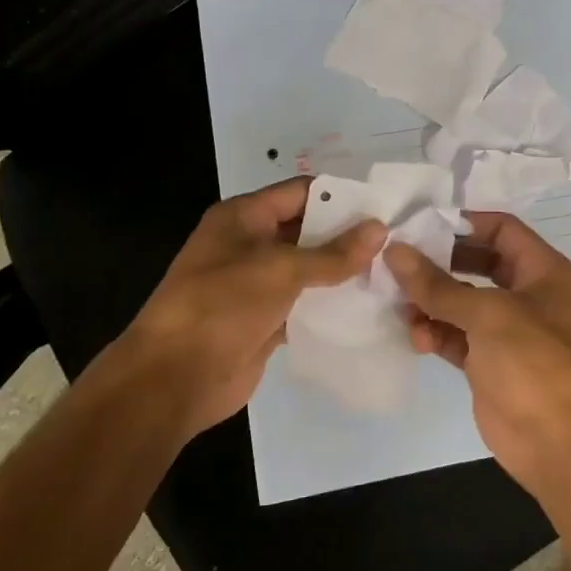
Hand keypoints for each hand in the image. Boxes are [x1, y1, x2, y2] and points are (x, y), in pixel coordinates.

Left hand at [117, 178, 384, 437]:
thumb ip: (333, 253)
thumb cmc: (222, 305)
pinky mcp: (264, 320)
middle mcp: (249, 244)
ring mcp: (256, 284)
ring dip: (342, 272)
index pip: (300, 192)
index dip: (340, 196)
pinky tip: (367, 307)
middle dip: (347, 236)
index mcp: (243, 217)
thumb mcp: (280, 270)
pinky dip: (330, 305)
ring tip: (391, 273)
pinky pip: (304, 304)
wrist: (175, 377)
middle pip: (307, 230)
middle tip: (396, 242)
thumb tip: (380, 229)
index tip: (383, 206)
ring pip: (308, 270)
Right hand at [385, 213, 570, 494]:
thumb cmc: (534, 363)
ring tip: (400, 306)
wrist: (559, 444)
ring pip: (460, 303)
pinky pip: (455, 336)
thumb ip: (437, 284)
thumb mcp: (487, 314)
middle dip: (438, 264)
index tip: (421, 225)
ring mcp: (507, 331)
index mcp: (543, 271)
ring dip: (430, 303)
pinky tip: (415, 338)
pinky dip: (434, 334)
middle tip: (398, 262)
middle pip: (476, 264)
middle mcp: (527, 295)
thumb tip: (395, 252)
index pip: (502, 230)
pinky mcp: (488, 363)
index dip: (464, 223)